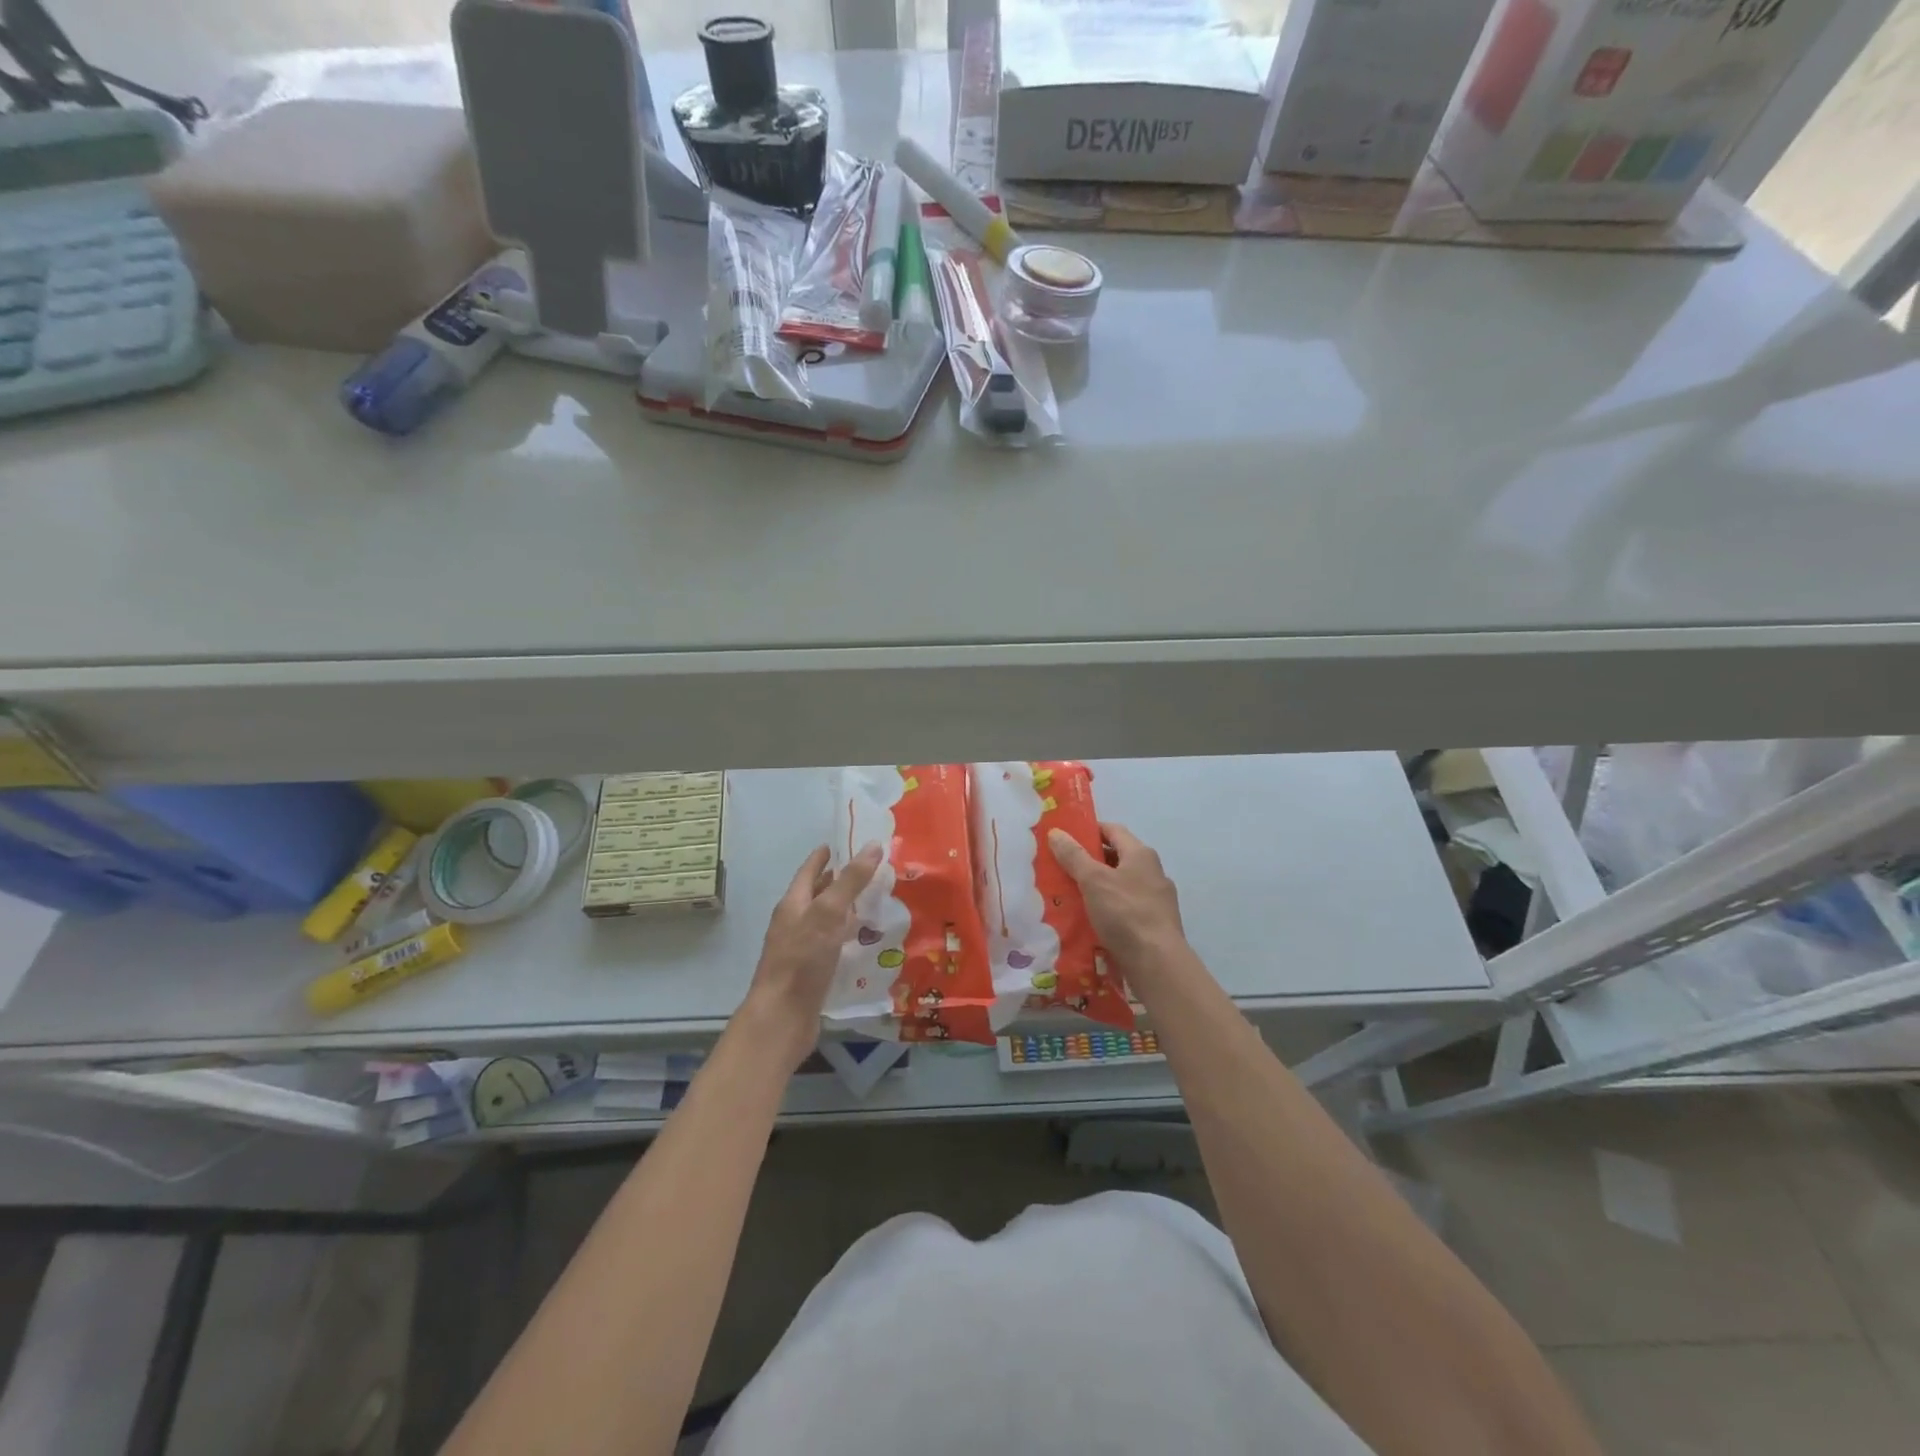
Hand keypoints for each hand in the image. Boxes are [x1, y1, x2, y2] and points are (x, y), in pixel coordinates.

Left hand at [738, 842, 882, 1070]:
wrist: (782, 1018)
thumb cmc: (802, 960)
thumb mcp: (828, 913)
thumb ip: (851, 881)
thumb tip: (874, 845)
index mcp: (792, 905)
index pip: (808, 871)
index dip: (823, 857)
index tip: (840, 843)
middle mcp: (794, 924)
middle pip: (815, 895)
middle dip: (837, 881)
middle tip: (867, 870)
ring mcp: (801, 950)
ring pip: (825, 921)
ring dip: (845, 910)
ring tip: (873, 902)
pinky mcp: (812, 973)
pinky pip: (831, 946)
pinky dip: (847, 937)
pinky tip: (865, 941)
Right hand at [1047, 822, 1185, 974]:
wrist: (1157, 962)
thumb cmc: (1125, 913)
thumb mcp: (1093, 880)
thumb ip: (1074, 856)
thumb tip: (1056, 832)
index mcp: (1141, 854)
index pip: (1113, 830)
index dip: (1089, 830)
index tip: (1066, 838)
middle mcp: (1153, 872)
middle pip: (1117, 857)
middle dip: (1090, 861)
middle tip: (1062, 868)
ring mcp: (1157, 899)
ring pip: (1121, 885)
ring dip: (1099, 887)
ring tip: (1072, 896)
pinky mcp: (1155, 924)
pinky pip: (1127, 908)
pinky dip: (1109, 909)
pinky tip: (1092, 921)